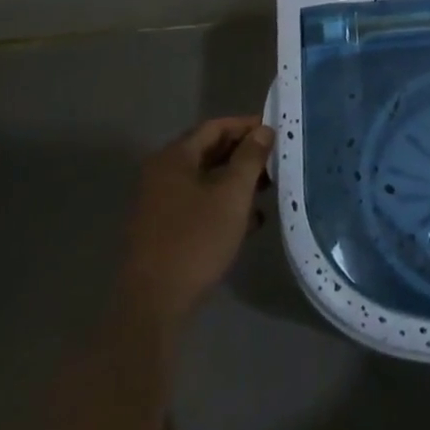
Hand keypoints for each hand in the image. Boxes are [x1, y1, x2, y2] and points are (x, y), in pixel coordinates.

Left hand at [118, 116, 273, 330]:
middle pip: (209, 151)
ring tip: (268, 190)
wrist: (154, 304)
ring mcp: (159, 203)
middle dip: (244, 154)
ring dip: (236, 181)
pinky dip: (223, 204)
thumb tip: (263, 130)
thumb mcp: (232, 195)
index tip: (275, 133)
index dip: (247, 126)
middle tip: (275, 162)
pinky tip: (249, 221)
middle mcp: (162, 173)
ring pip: (205, 179)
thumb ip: (250, 158)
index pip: (215, 127)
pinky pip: (198, 203)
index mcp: (174, 157)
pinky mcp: (162, 230)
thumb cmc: (196, 239)